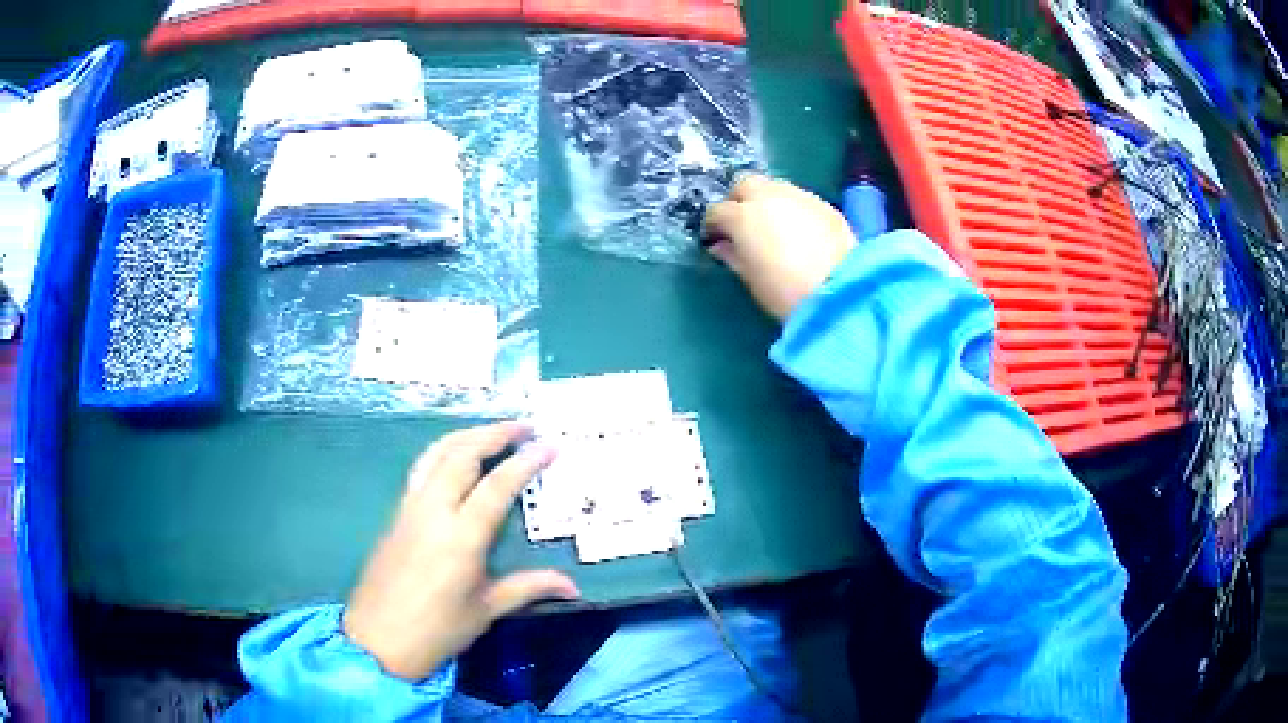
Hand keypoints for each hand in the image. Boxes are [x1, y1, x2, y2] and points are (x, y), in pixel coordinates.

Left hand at [342, 421, 577, 679]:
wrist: (377, 639)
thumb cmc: (436, 630)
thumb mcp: (485, 611)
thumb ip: (528, 588)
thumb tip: (572, 586)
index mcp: (460, 537)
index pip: (496, 487)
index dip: (525, 463)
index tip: (549, 446)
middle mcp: (432, 512)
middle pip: (461, 455)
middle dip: (494, 434)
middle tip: (524, 427)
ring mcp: (409, 509)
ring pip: (435, 454)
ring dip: (465, 436)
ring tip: (491, 432)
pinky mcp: (395, 514)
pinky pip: (421, 469)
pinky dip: (443, 452)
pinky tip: (455, 460)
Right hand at [703, 174, 856, 320]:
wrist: (839, 291)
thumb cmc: (785, 292)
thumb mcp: (751, 278)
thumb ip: (733, 256)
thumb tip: (721, 246)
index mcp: (742, 216)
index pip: (717, 212)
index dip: (713, 226)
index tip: (716, 240)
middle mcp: (768, 196)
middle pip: (744, 185)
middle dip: (739, 200)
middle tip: (742, 224)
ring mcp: (798, 196)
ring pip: (773, 187)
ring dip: (767, 201)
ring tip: (772, 225)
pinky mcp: (824, 204)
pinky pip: (799, 198)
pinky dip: (791, 208)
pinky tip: (798, 230)